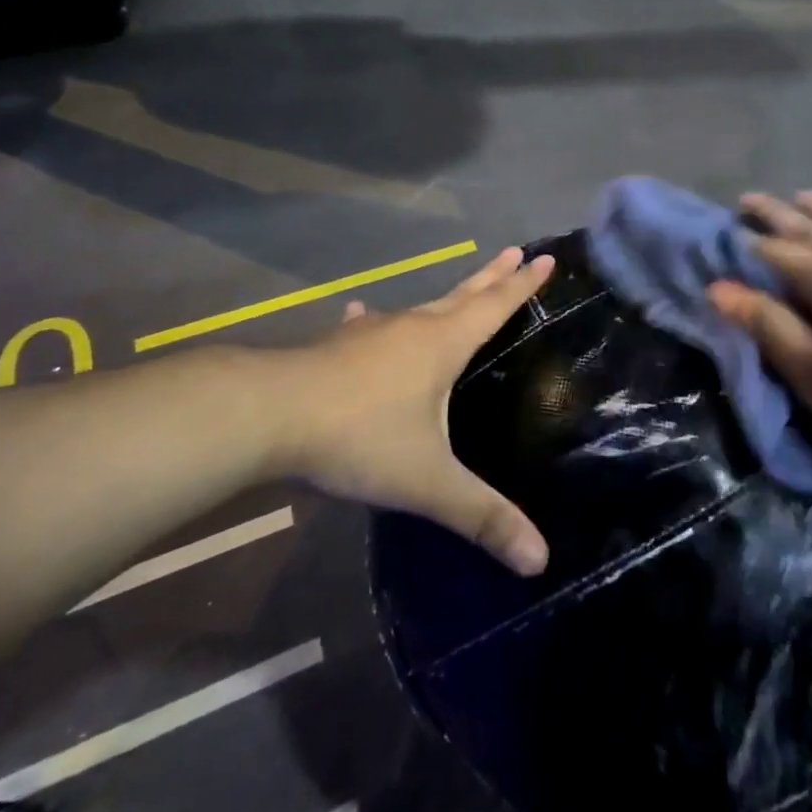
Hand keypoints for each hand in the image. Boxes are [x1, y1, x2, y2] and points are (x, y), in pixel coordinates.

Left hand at [268, 247, 554, 575]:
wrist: (267, 414)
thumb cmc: (359, 437)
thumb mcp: (427, 483)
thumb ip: (481, 517)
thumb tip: (540, 560)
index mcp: (442, 345)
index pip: (495, 307)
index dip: (523, 286)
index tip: (545, 259)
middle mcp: (411, 327)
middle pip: (462, 295)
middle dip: (493, 277)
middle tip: (515, 252)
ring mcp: (370, 333)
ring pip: (419, 308)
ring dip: (445, 299)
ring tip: (456, 294)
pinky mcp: (336, 346)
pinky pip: (368, 327)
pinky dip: (375, 322)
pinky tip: (362, 316)